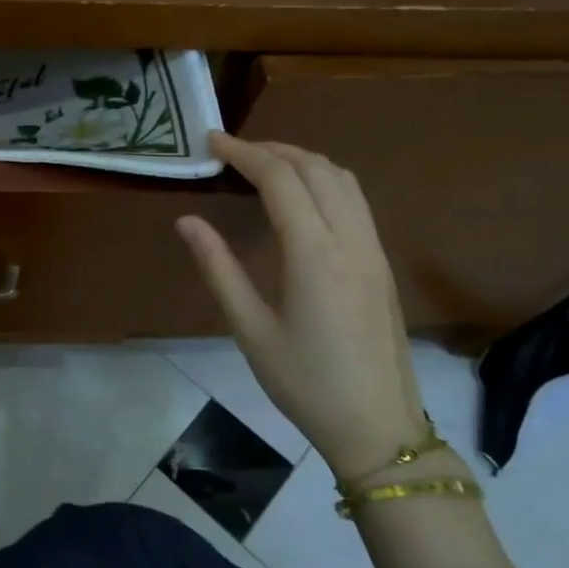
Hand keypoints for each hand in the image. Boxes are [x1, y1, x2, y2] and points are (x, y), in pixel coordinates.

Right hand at [175, 133, 428, 481]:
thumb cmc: (304, 382)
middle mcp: (350, 240)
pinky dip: (323, 180)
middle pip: (316, 168)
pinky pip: (355, 201)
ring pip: (343, 180)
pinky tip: (299, 198)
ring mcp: (373, 250)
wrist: (377, 426)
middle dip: (272, 148)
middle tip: (231, 151)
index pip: (281, 180)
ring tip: (262, 165)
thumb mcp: (249, 328)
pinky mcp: (381, 264)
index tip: (211, 141)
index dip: (244, 152)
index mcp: (315, 254)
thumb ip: (218, 268)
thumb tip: (187, 221)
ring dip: (302, 160)